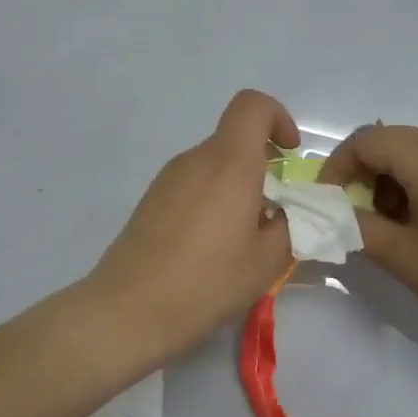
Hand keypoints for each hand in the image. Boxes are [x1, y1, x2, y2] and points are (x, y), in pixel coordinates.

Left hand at [88, 90, 298, 364]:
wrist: (128, 310)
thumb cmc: (206, 282)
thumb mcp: (267, 262)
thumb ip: (289, 226)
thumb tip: (284, 212)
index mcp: (229, 163)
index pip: (252, 105)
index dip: (278, 118)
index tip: (289, 156)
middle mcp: (195, 159)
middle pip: (234, 139)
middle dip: (262, 165)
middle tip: (274, 213)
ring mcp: (168, 178)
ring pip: (213, 164)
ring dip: (237, 187)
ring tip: (242, 239)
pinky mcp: (151, 200)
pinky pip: (192, 184)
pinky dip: (212, 200)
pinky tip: (210, 247)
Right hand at [319, 124, 417, 344]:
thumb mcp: (403, 256)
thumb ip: (359, 228)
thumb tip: (334, 214)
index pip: (367, 140)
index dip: (338, 165)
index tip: (328, 200)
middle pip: (391, 141)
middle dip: (363, 172)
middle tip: (354, 213)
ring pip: (415, 153)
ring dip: (389, 179)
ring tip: (388, 225)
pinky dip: (415, 184)